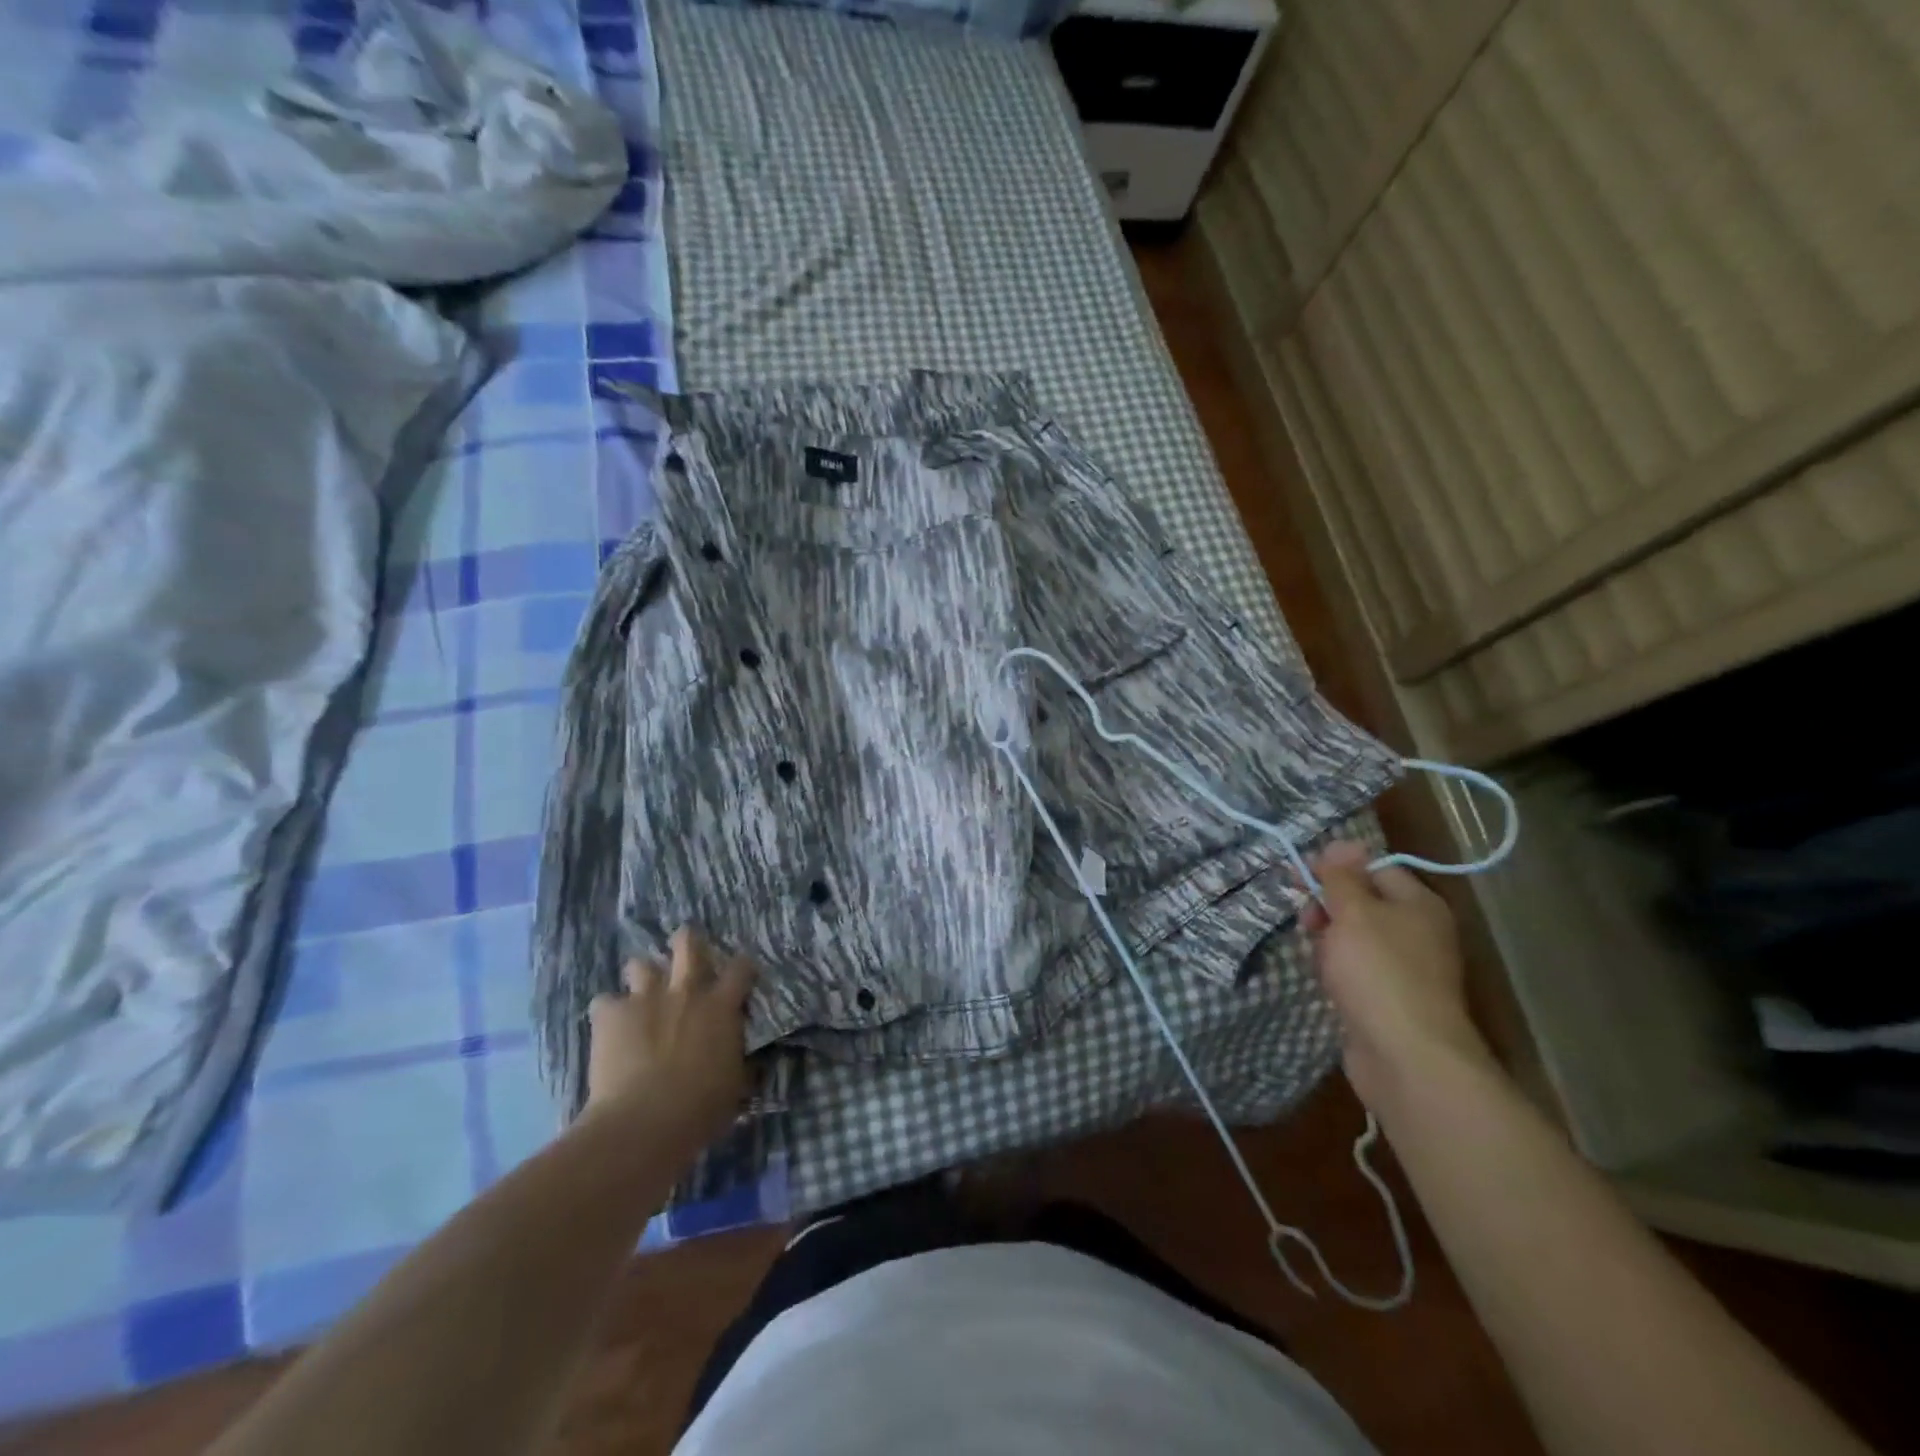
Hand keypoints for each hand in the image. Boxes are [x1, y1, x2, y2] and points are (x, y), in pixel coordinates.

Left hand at [582, 927, 756, 1143]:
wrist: (644, 1122)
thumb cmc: (701, 1108)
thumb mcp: (735, 1085)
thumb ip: (738, 1061)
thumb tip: (744, 1060)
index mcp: (721, 1006)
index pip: (741, 968)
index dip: (742, 967)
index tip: (741, 976)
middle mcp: (686, 990)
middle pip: (688, 943)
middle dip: (687, 942)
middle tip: (685, 955)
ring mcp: (645, 998)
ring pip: (640, 964)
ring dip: (642, 977)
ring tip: (640, 995)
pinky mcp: (610, 1014)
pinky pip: (604, 1002)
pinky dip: (607, 1014)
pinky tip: (608, 1030)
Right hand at [1302, 841, 1491, 1109]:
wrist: (1406, 1056)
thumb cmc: (1378, 972)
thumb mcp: (1353, 912)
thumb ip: (1342, 877)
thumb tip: (1341, 843)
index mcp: (1418, 904)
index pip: (1374, 868)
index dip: (1336, 868)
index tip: (1299, 877)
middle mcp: (1417, 932)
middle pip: (1363, 902)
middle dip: (1327, 905)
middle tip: (1305, 919)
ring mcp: (1404, 968)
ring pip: (1355, 937)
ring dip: (1328, 938)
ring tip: (1313, 953)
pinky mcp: (1388, 998)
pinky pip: (1356, 969)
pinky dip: (1336, 968)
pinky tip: (1323, 977)